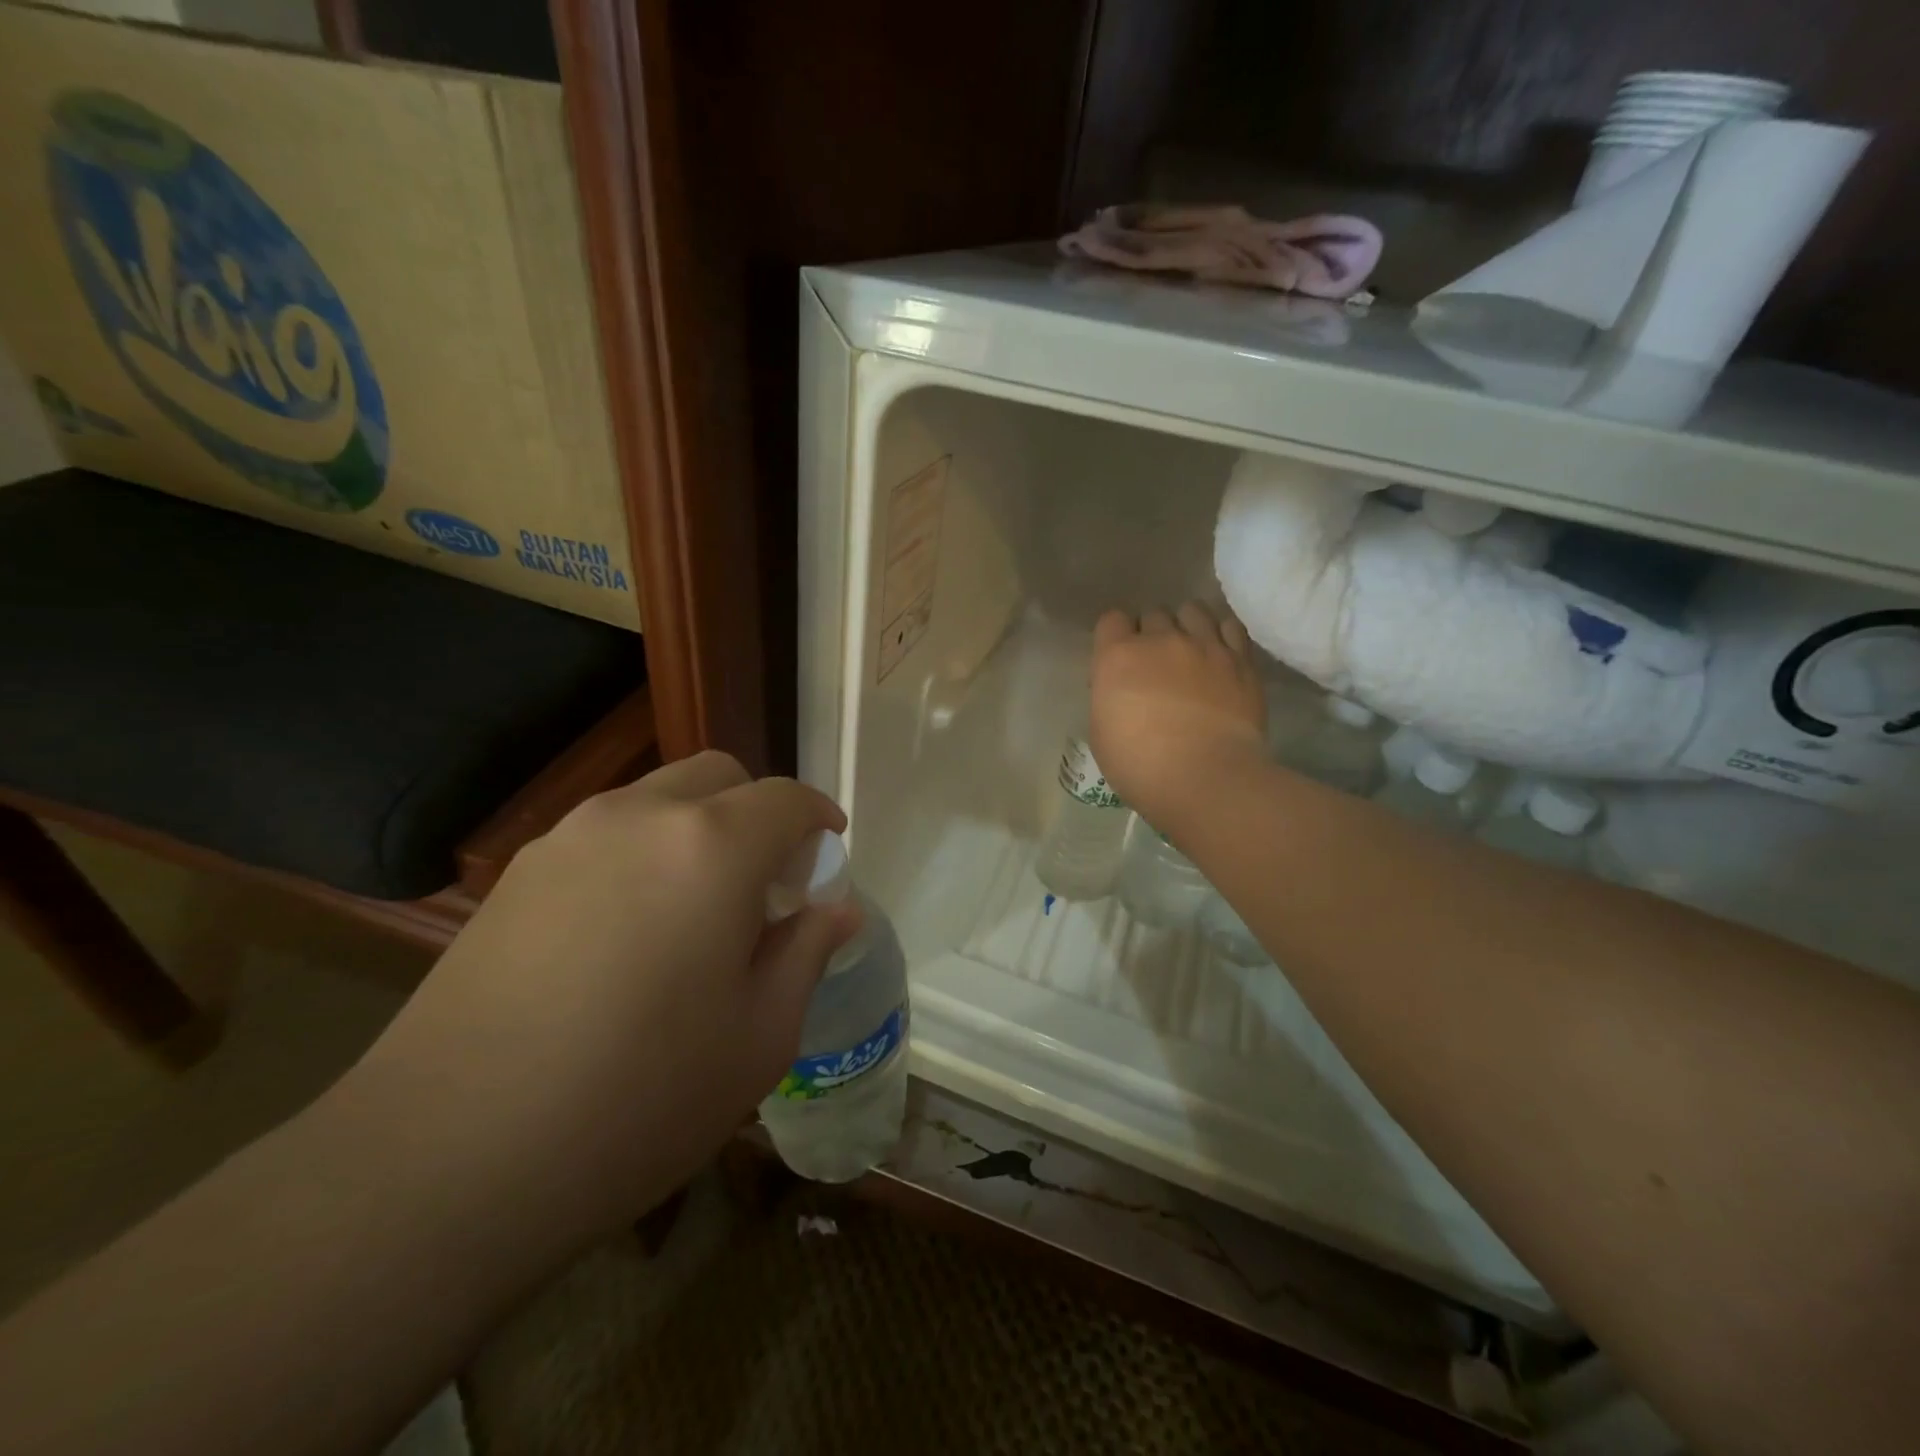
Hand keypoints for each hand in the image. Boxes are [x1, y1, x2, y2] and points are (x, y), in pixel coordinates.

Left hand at [347, 752, 858, 1247]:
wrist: (445, 1160)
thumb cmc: (640, 1099)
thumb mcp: (760, 1036)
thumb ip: (806, 952)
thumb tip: (838, 910)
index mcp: (712, 847)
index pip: (786, 799)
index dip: (818, 820)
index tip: (829, 854)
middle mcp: (641, 818)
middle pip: (720, 776)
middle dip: (758, 813)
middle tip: (764, 885)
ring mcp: (569, 838)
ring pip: (658, 799)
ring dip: (698, 829)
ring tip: (695, 910)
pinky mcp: (517, 872)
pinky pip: (606, 834)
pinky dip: (643, 852)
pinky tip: (628, 933)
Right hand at [1090, 603, 1267, 835]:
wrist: (1206, 779)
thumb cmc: (1141, 767)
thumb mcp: (1102, 734)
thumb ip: (1109, 698)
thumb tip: (1122, 689)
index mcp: (1118, 657)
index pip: (1111, 620)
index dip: (1114, 638)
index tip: (1119, 662)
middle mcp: (1160, 640)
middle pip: (1153, 614)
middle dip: (1151, 634)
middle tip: (1155, 663)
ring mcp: (1205, 645)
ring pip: (1193, 611)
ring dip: (1186, 626)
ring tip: (1190, 650)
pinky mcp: (1241, 660)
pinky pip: (1230, 626)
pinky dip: (1221, 634)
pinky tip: (1219, 652)